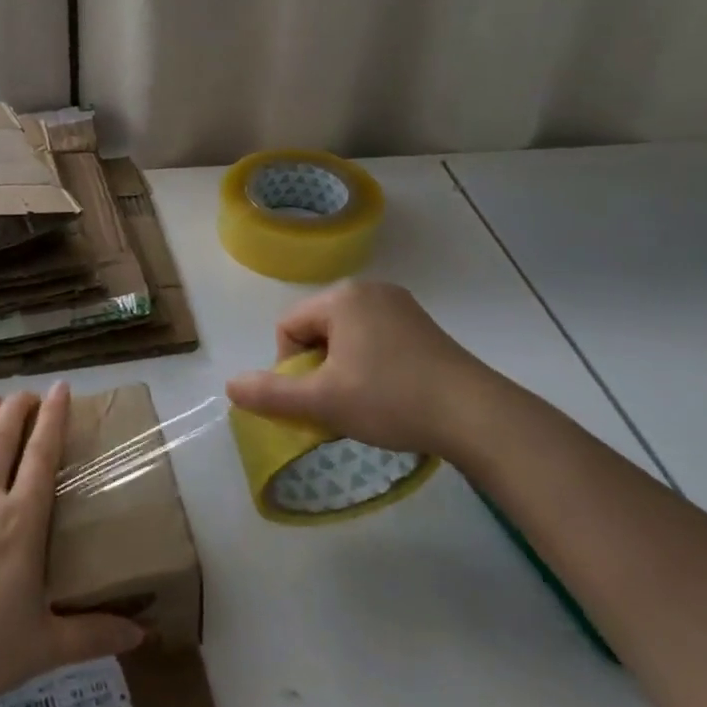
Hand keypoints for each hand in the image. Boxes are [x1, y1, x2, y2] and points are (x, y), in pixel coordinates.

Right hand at [225, 281, 501, 461]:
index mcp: (341, 297)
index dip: (290, 368)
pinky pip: (375, 341)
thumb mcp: (322, 401)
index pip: (288, 328)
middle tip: (337, 404)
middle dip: (317, 369)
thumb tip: (230, 386)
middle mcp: (370, 290)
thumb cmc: (390, 400)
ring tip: (362, 404)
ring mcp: (401, 306)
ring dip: (341, 370)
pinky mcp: (423, 327)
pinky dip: (370, 367)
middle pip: (317, 331)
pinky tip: (389, 395)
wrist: (476, 416)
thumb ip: (270, 393)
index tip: (314, 399)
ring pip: (346, 338)